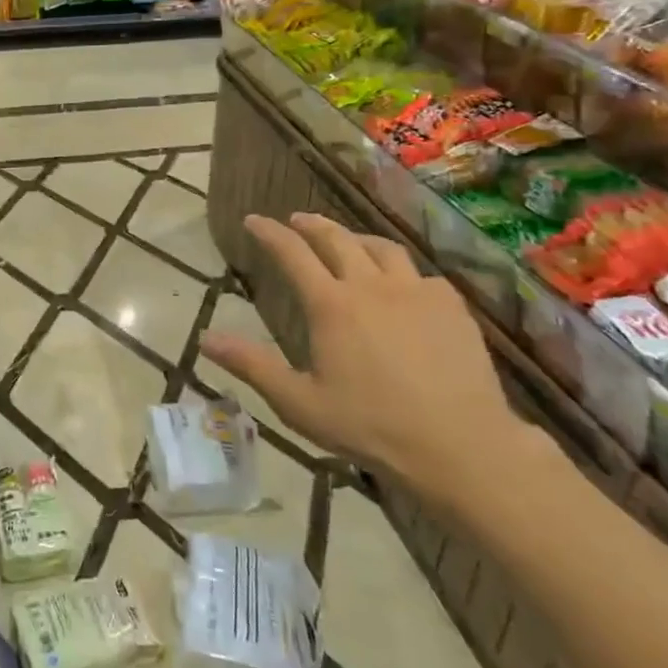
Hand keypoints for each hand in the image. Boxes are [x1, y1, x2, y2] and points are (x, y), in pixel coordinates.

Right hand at [199, 213, 524, 501]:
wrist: (461, 447)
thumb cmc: (371, 426)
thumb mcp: (299, 403)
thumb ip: (252, 366)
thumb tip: (206, 337)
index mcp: (332, 305)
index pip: (293, 253)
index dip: (270, 233)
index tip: (253, 220)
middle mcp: (372, 286)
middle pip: (337, 239)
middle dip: (312, 225)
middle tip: (296, 220)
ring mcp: (416, 292)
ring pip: (382, 248)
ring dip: (357, 239)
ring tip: (348, 242)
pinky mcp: (452, 307)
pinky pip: (421, 274)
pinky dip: (401, 270)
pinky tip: (402, 285)